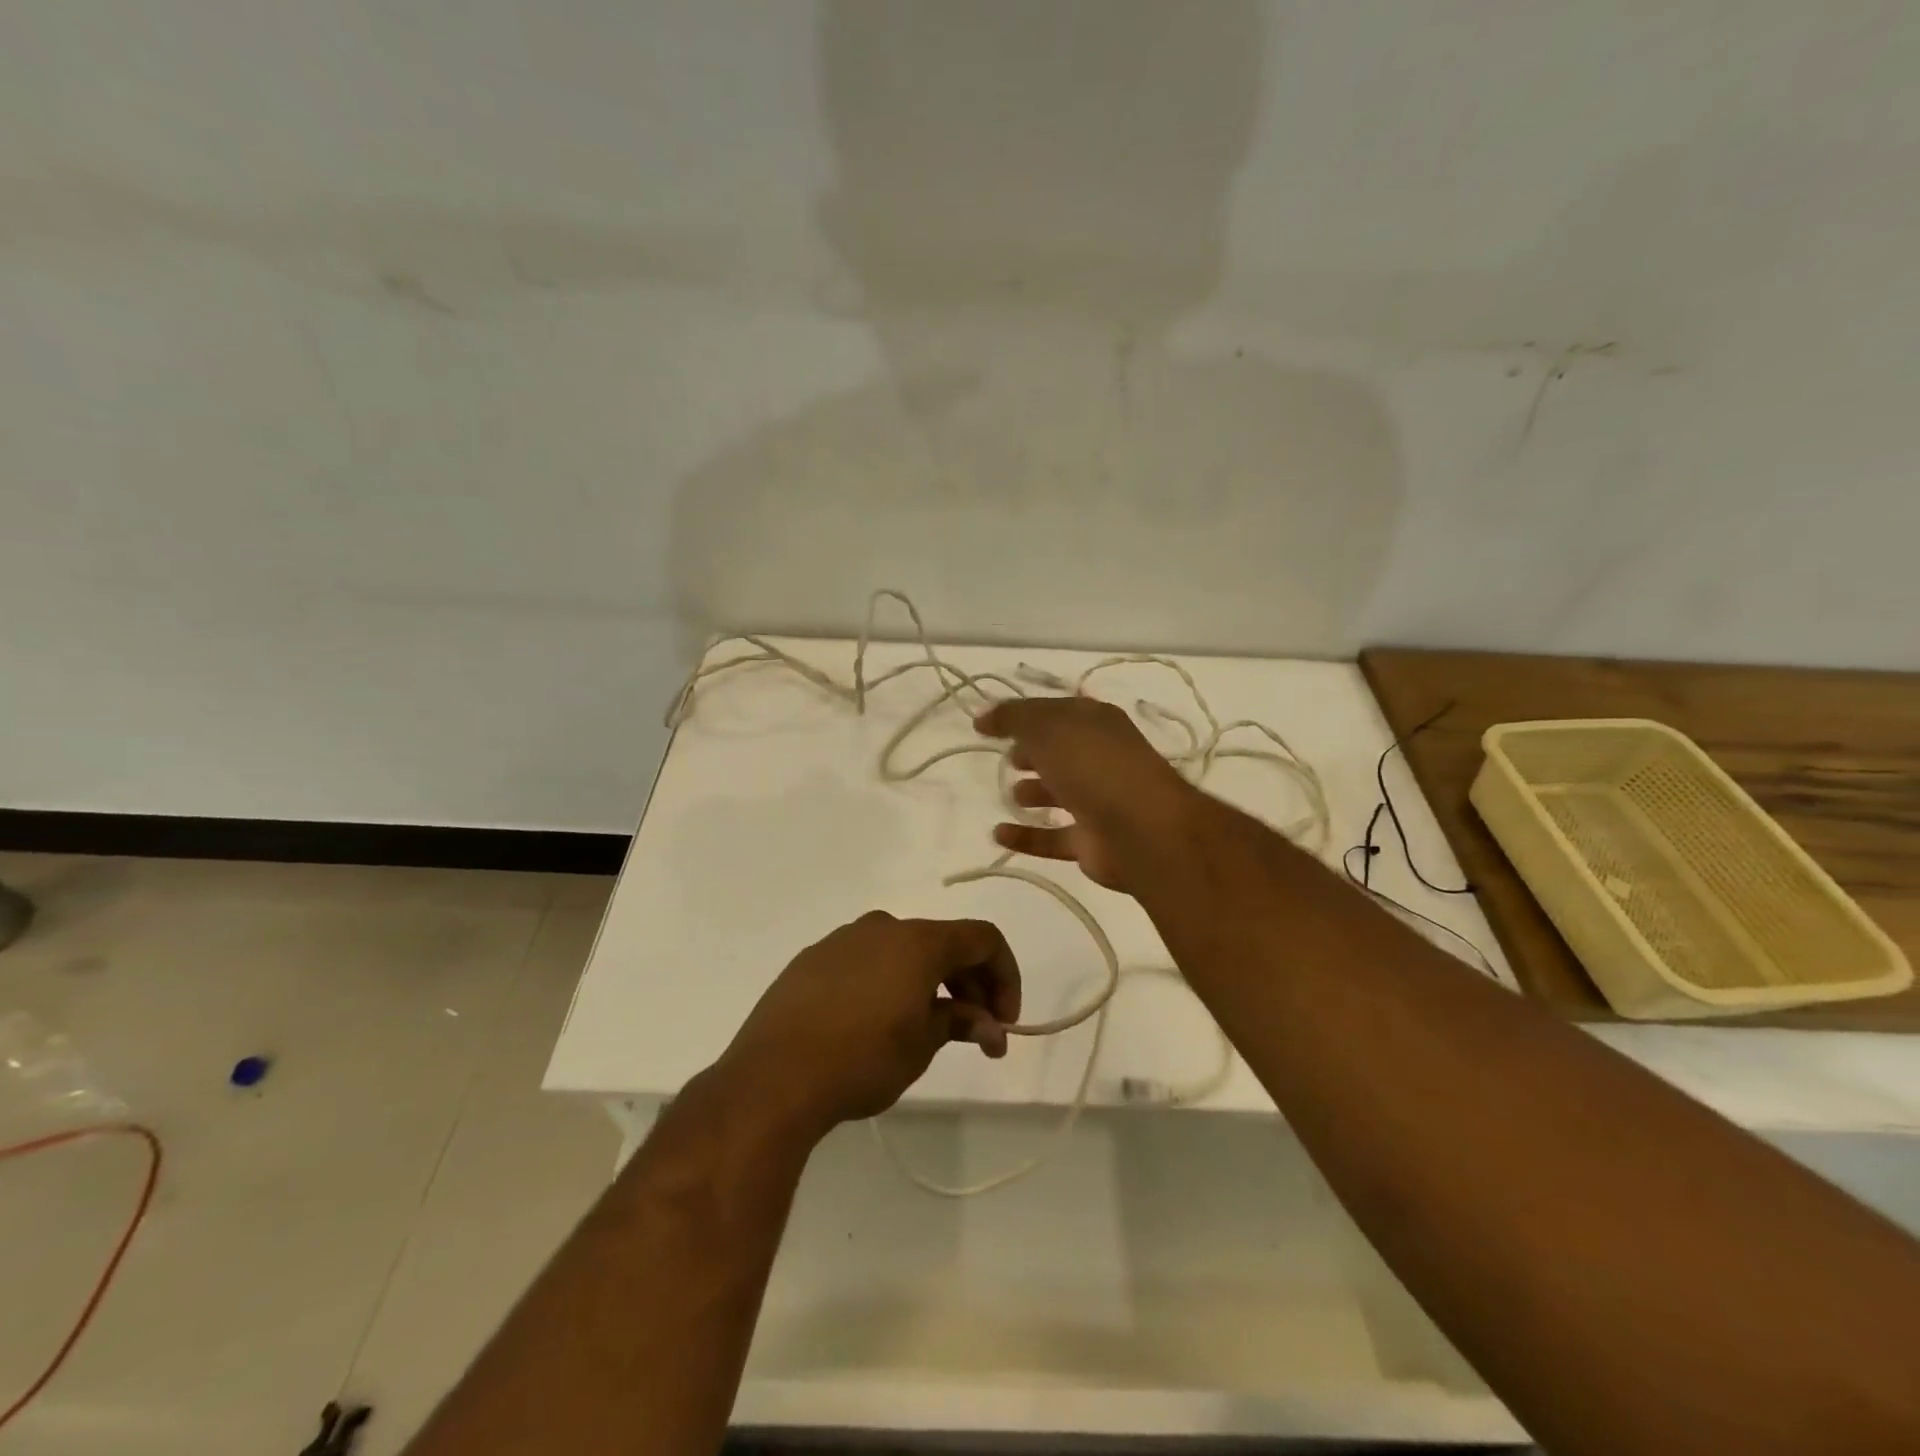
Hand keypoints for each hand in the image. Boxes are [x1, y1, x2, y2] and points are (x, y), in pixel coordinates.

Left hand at [718, 912, 1020, 1134]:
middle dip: (969, 985)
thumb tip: (988, 1025)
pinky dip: (889, 983)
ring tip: (928, 1030)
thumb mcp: (922, 1044)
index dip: (1005, 975)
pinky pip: (866, 962)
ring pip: (903, 951)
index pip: (982, 939)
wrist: (773, 1076)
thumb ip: (960, 1022)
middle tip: (976, 1033)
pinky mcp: (812, 960)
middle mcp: (882, 928)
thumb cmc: (862, 1058)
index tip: (1004, 1020)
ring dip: (929, 983)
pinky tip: (878, 1022)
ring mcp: (842, 940)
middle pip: (943, 943)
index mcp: (918, 941)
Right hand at [974, 695, 1203, 892]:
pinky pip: (1052, 837)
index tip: (985, 723)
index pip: (1053, 711)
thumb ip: (1012, 718)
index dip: (1020, 714)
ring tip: (1009, 793)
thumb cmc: (1093, 765)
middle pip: (1059, 751)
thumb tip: (983, 715)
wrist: (1142, 830)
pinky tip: (998, 834)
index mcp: (1096, 723)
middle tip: (1006, 756)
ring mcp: (1099, 801)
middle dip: (1032, 752)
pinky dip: (1026, 836)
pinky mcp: (1092, 842)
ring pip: (1059, 793)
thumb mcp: (1047, 728)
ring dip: (1033, 792)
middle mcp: (1100, 758)